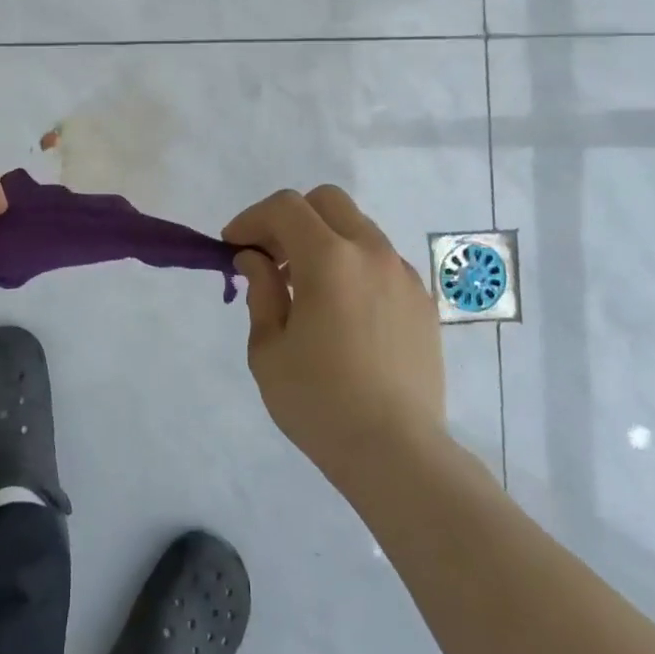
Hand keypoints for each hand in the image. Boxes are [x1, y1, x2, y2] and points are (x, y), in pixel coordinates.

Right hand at [223, 185, 444, 486]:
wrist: (397, 452)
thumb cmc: (319, 402)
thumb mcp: (268, 349)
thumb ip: (261, 291)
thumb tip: (256, 259)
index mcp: (329, 259)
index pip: (286, 207)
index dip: (252, 219)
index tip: (233, 247)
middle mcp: (371, 253)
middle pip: (327, 201)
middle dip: (290, 218)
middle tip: (269, 257)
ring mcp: (403, 275)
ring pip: (357, 228)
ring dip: (323, 240)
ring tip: (304, 287)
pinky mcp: (421, 301)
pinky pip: (380, 261)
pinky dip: (352, 265)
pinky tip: (341, 310)